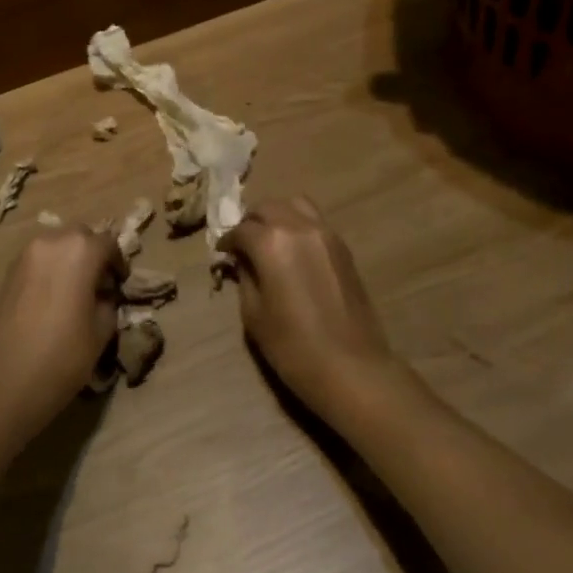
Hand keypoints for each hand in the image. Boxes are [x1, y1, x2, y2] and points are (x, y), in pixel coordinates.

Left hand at [0, 224, 126, 439]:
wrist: (8, 379)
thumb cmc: (64, 354)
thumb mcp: (102, 330)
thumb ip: (108, 302)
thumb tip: (104, 295)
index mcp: (81, 250)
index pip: (108, 243)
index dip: (118, 262)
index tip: (121, 283)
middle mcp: (51, 241)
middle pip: (80, 236)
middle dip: (92, 253)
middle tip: (100, 282)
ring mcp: (25, 255)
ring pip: (55, 245)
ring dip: (69, 259)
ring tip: (75, 289)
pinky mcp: (8, 272)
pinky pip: (37, 260)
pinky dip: (50, 269)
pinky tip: (53, 297)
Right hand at [217, 197, 414, 418]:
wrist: (351, 366)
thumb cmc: (293, 346)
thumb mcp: (254, 314)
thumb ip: (245, 277)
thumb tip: (242, 261)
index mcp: (271, 242)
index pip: (241, 229)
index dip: (227, 241)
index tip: (222, 254)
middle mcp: (299, 227)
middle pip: (268, 207)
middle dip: (251, 221)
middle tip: (242, 244)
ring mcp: (326, 234)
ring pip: (295, 205)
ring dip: (277, 216)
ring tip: (268, 241)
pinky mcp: (343, 248)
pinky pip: (315, 222)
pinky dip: (298, 226)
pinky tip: (292, 253)